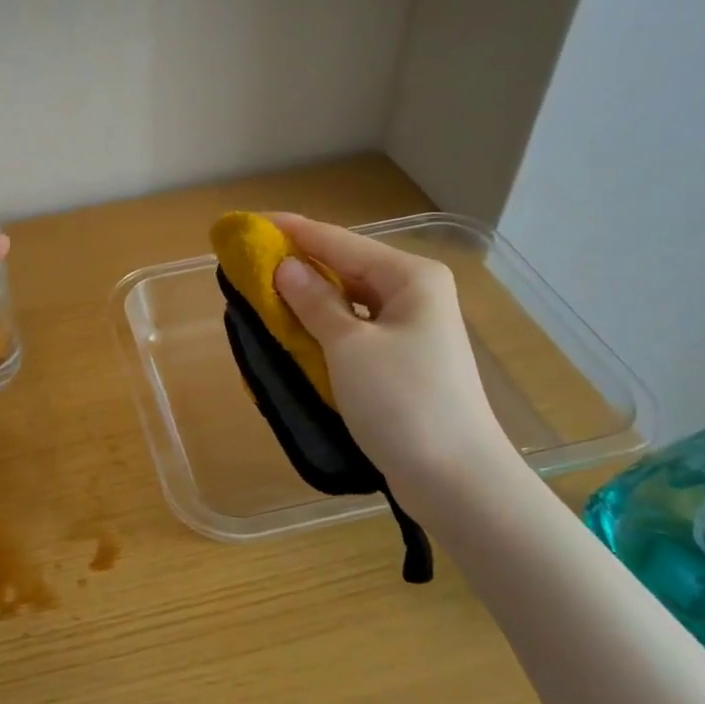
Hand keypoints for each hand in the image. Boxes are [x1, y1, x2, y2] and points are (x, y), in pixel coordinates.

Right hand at [269, 213, 514, 497]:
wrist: (456, 479)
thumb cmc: (403, 402)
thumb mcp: (349, 347)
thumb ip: (314, 302)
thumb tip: (285, 267)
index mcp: (410, 277)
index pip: (338, 241)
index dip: (291, 231)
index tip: (248, 224)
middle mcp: (415, 294)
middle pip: (346, 268)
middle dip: (299, 266)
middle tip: (249, 265)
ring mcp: (411, 330)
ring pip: (349, 301)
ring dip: (309, 300)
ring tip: (264, 296)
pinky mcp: (403, 361)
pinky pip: (354, 331)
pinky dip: (324, 329)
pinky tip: (296, 334)